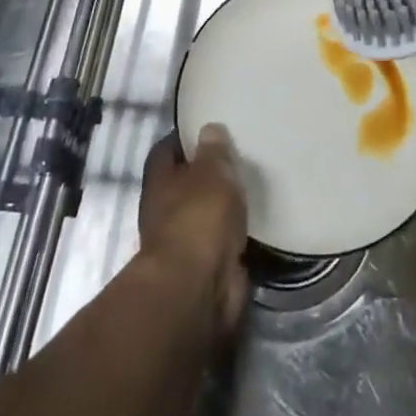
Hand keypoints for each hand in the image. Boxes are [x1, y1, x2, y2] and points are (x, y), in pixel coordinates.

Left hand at [138, 125, 248, 334]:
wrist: (198, 288)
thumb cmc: (199, 218)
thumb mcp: (212, 172)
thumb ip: (214, 151)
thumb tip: (209, 129)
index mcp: (160, 182)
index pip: (166, 150)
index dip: (184, 139)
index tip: (206, 127)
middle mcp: (165, 211)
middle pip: (185, 183)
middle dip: (206, 173)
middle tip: (237, 154)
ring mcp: (184, 241)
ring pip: (204, 213)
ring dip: (221, 205)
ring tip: (251, 183)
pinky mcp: (206, 267)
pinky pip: (221, 240)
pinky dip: (234, 232)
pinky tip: (255, 218)